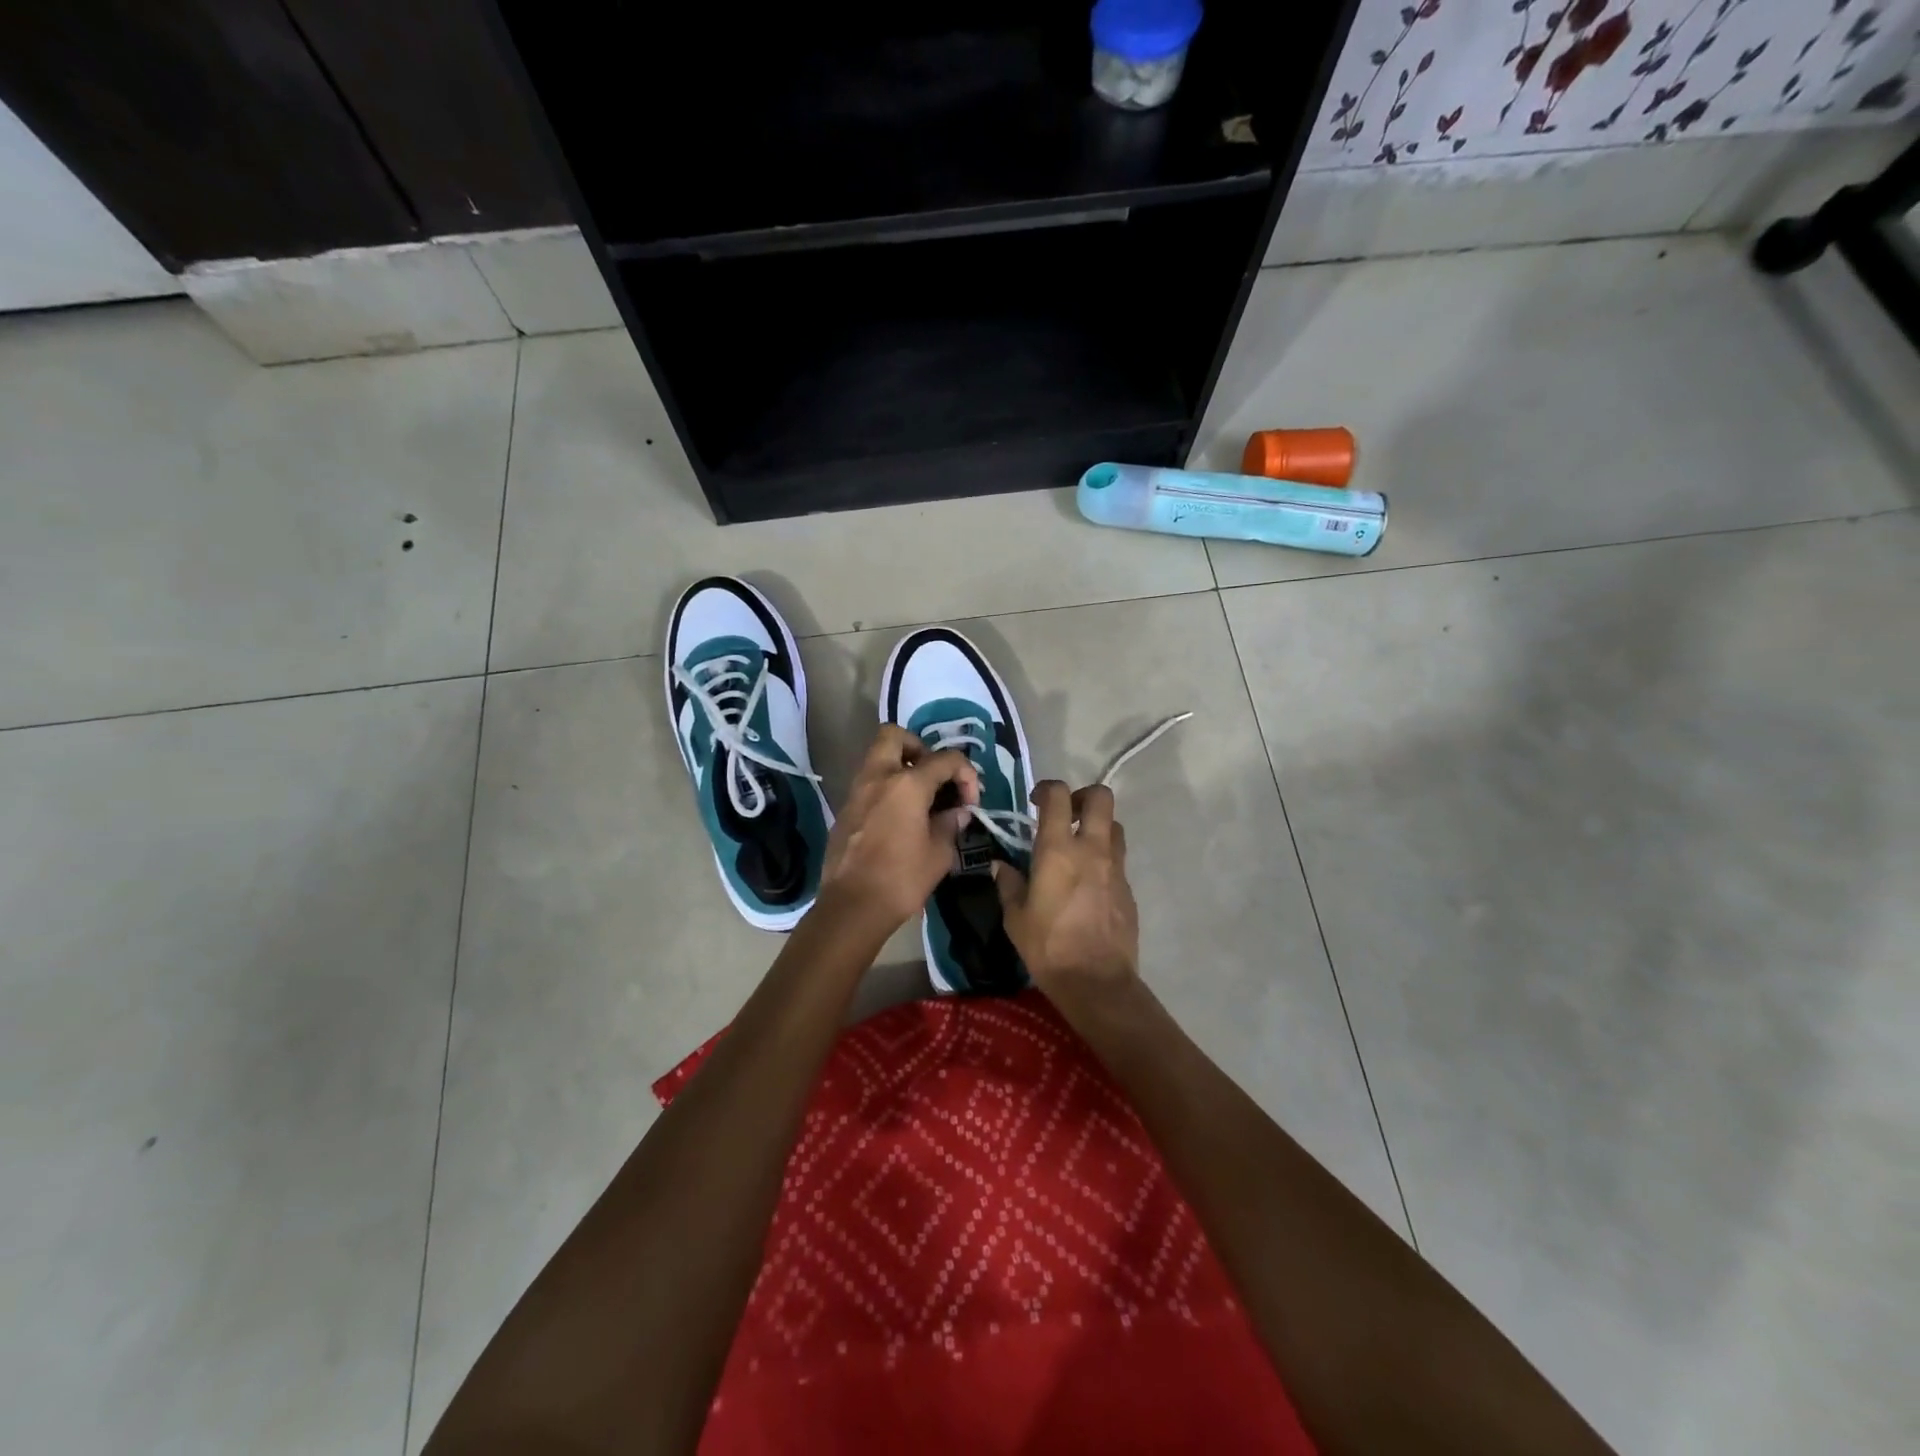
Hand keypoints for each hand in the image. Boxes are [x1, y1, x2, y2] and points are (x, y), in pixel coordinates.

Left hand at [819, 725, 979, 931]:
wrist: (852, 907)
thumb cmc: (901, 879)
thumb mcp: (939, 853)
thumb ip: (951, 824)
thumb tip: (957, 811)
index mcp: (907, 784)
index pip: (945, 759)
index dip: (966, 774)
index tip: (970, 801)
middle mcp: (878, 777)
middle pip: (895, 736)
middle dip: (919, 748)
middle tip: (934, 776)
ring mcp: (856, 792)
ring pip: (877, 758)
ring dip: (900, 768)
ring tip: (920, 798)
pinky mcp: (845, 810)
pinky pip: (868, 784)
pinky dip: (886, 788)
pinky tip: (899, 817)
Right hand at [993, 780, 1139, 994]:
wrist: (1096, 982)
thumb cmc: (1047, 947)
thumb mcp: (1015, 917)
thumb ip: (1009, 884)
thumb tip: (1001, 866)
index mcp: (1058, 850)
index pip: (1058, 795)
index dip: (1046, 789)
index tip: (1036, 801)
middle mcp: (1092, 849)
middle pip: (1100, 797)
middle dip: (1083, 796)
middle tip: (1066, 814)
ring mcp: (1116, 868)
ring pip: (1114, 826)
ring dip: (1097, 827)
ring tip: (1079, 847)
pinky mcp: (1129, 888)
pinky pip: (1118, 859)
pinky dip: (1104, 859)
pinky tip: (1089, 883)